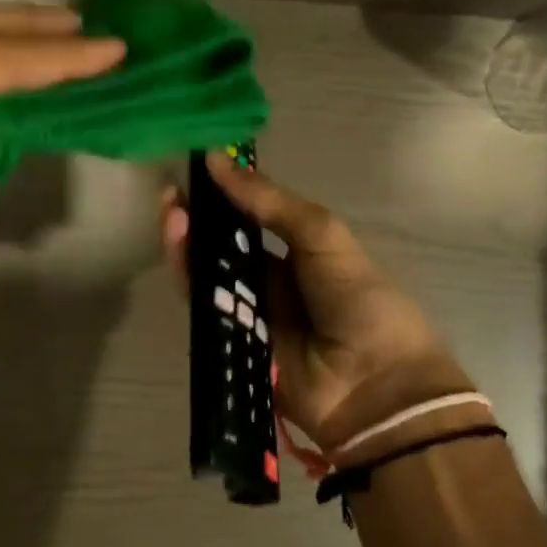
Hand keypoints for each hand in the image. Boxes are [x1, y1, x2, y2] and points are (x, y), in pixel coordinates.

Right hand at [162, 153, 488, 455]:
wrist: (376, 386)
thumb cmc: (360, 302)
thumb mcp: (324, 237)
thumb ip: (271, 203)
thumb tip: (218, 161)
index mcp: (302, 254)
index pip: (254, 218)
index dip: (226, 195)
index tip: (197, 168)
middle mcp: (274, 282)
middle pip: (226, 247)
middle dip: (199, 220)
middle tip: (171, 195)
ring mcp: (253, 315)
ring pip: (211, 276)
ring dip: (189, 245)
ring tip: (171, 215)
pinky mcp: (234, 345)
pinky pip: (208, 310)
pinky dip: (191, 282)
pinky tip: (180, 250)